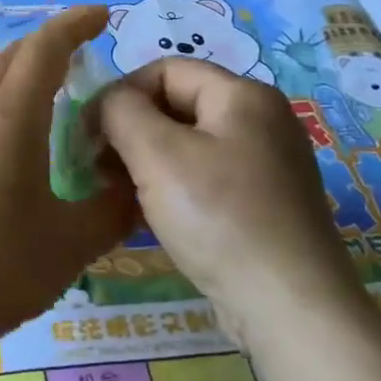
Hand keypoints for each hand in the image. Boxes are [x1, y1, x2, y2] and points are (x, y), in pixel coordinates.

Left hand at [0, 5, 137, 361]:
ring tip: (57, 94)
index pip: (45, 49)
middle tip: (84, 50)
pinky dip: (5, 105)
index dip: (75, 24)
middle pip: (12, 58)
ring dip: (23, 75)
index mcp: (10, 118)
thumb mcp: (68, 245)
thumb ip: (110, 212)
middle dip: (49, 44)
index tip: (102, 14)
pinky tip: (19, 144)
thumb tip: (132, 189)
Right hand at [95, 58, 364, 341]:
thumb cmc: (220, 218)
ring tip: (118, 192)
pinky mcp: (264, 204)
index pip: (164, 70)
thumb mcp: (156, 154)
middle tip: (98, 167)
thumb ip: (120, 111)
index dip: (120, 94)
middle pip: (177, 105)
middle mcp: (261, 120)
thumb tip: (107, 104)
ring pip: (188, 145)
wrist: (291, 311)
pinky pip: (206, 178)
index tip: (89, 135)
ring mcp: (267, 164)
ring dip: (146, 161)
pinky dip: (172, 187)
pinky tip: (149, 215)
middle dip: (131, 130)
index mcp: (243, 94)